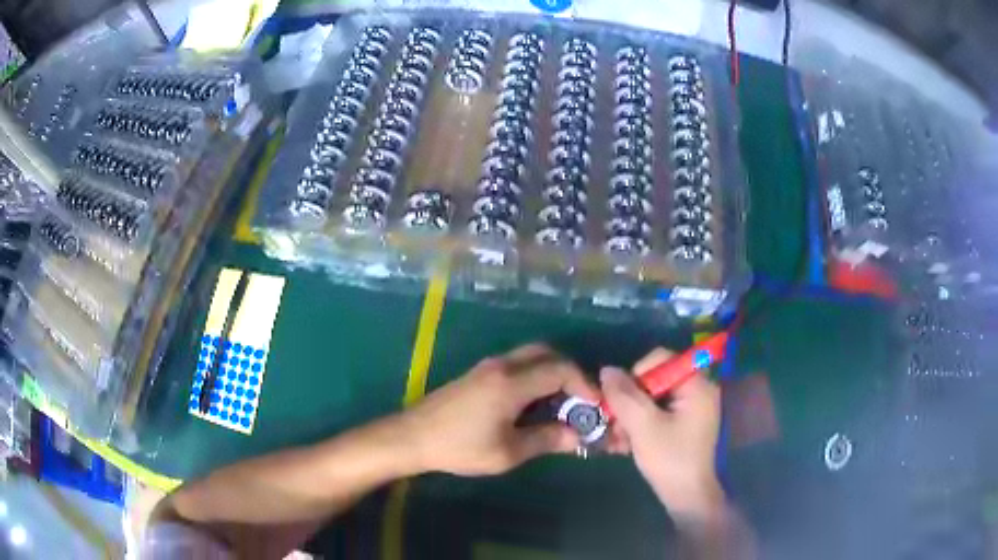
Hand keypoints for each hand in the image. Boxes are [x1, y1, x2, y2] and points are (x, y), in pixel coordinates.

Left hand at [403, 344, 599, 475]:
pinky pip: (517, 365)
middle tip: (580, 399)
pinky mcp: (479, 374)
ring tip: (561, 404)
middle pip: (546, 353)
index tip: (594, 405)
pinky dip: (535, 376)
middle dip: (570, 372)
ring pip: (530, 356)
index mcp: (512, 383)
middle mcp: (502, 366)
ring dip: (551, 373)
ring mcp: (488, 367)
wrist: (413, 437)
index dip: (583, 384)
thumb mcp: (508, 452)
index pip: (560, 370)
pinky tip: (534, 404)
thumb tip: (576, 436)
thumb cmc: (460, 447)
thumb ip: (546, 440)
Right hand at [601, 348, 723, 518]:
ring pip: (651, 398)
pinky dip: (639, 424)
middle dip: (630, 401)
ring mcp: (690, 408)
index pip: (660, 359)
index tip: (622, 401)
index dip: (636, 375)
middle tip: (615, 424)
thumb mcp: (643, 426)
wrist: (686, 497)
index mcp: (696, 384)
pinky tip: (625, 444)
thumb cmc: (670, 459)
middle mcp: (696, 390)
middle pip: (654, 379)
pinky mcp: (682, 423)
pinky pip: (656, 412)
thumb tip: (606, 369)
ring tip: (617, 439)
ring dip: (630, 415)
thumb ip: (624, 396)